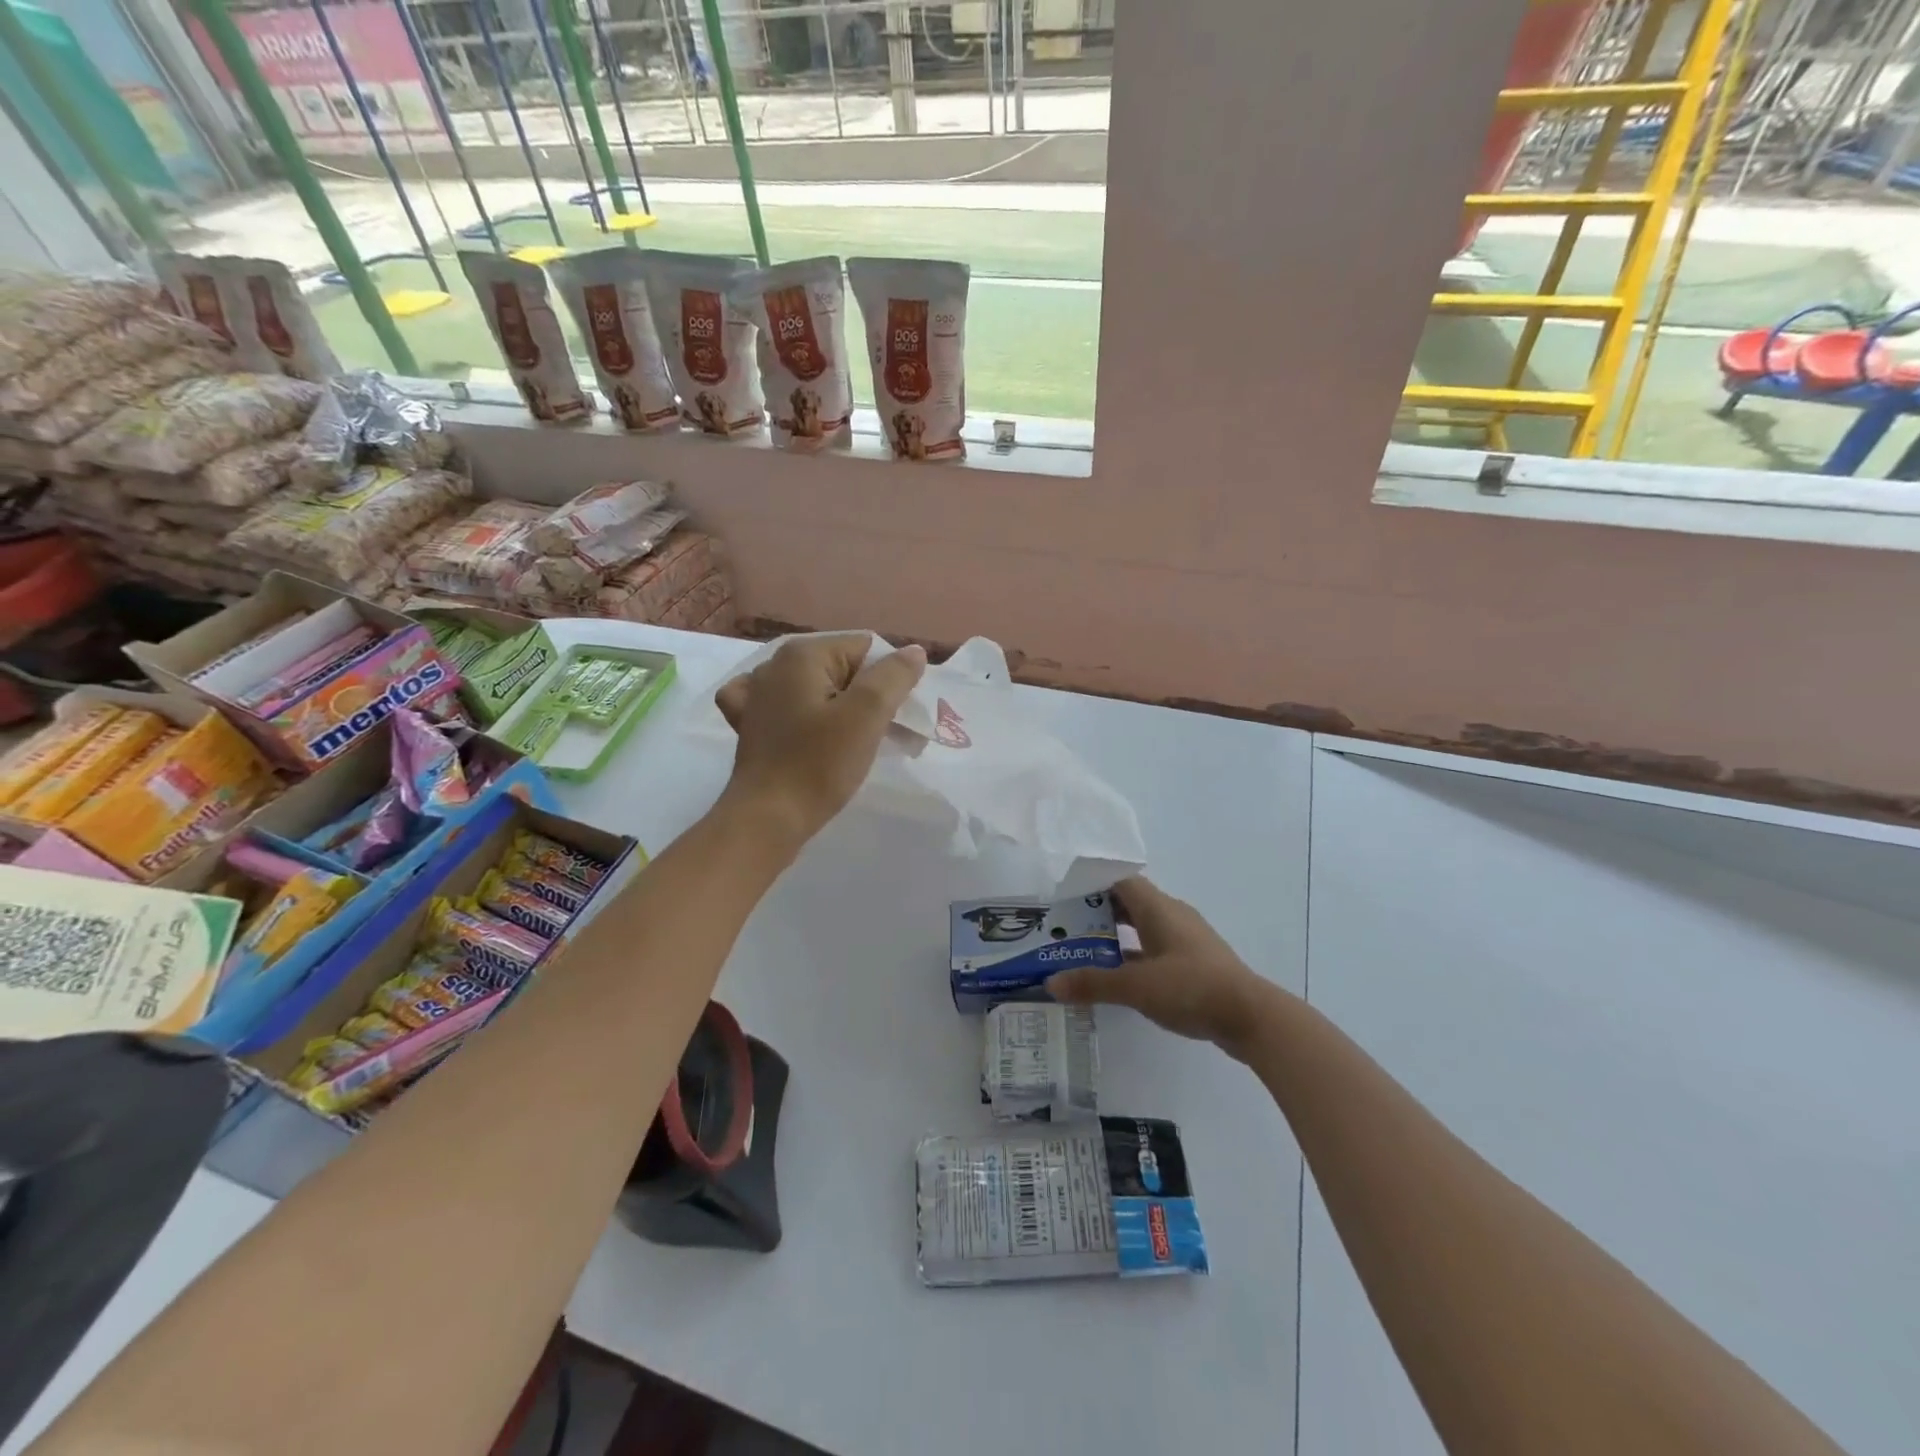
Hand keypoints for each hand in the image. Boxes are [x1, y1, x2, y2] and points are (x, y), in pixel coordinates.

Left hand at [715, 633, 926, 850]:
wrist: (766, 819)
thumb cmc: (818, 764)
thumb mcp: (866, 716)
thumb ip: (894, 676)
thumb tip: (914, 651)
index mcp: (802, 654)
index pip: (866, 649)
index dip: (889, 680)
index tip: (898, 717)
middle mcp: (775, 665)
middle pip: (842, 669)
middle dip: (869, 698)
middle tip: (885, 735)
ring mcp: (756, 695)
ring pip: (817, 690)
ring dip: (842, 712)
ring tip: (855, 744)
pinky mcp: (749, 725)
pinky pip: (787, 707)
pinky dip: (804, 716)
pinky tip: (805, 730)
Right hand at [1046, 877, 1272, 1056]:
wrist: (1251, 1017)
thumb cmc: (1192, 987)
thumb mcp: (1136, 986)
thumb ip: (1093, 983)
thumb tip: (1050, 982)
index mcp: (1159, 908)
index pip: (1120, 881)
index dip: (1092, 884)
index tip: (1064, 896)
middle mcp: (1172, 916)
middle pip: (1129, 903)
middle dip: (1097, 913)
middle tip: (1065, 927)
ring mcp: (1186, 941)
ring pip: (1142, 929)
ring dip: (1115, 937)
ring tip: (1083, 952)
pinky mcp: (1194, 964)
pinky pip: (1155, 950)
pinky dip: (1134, 958)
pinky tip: (1117, 978)